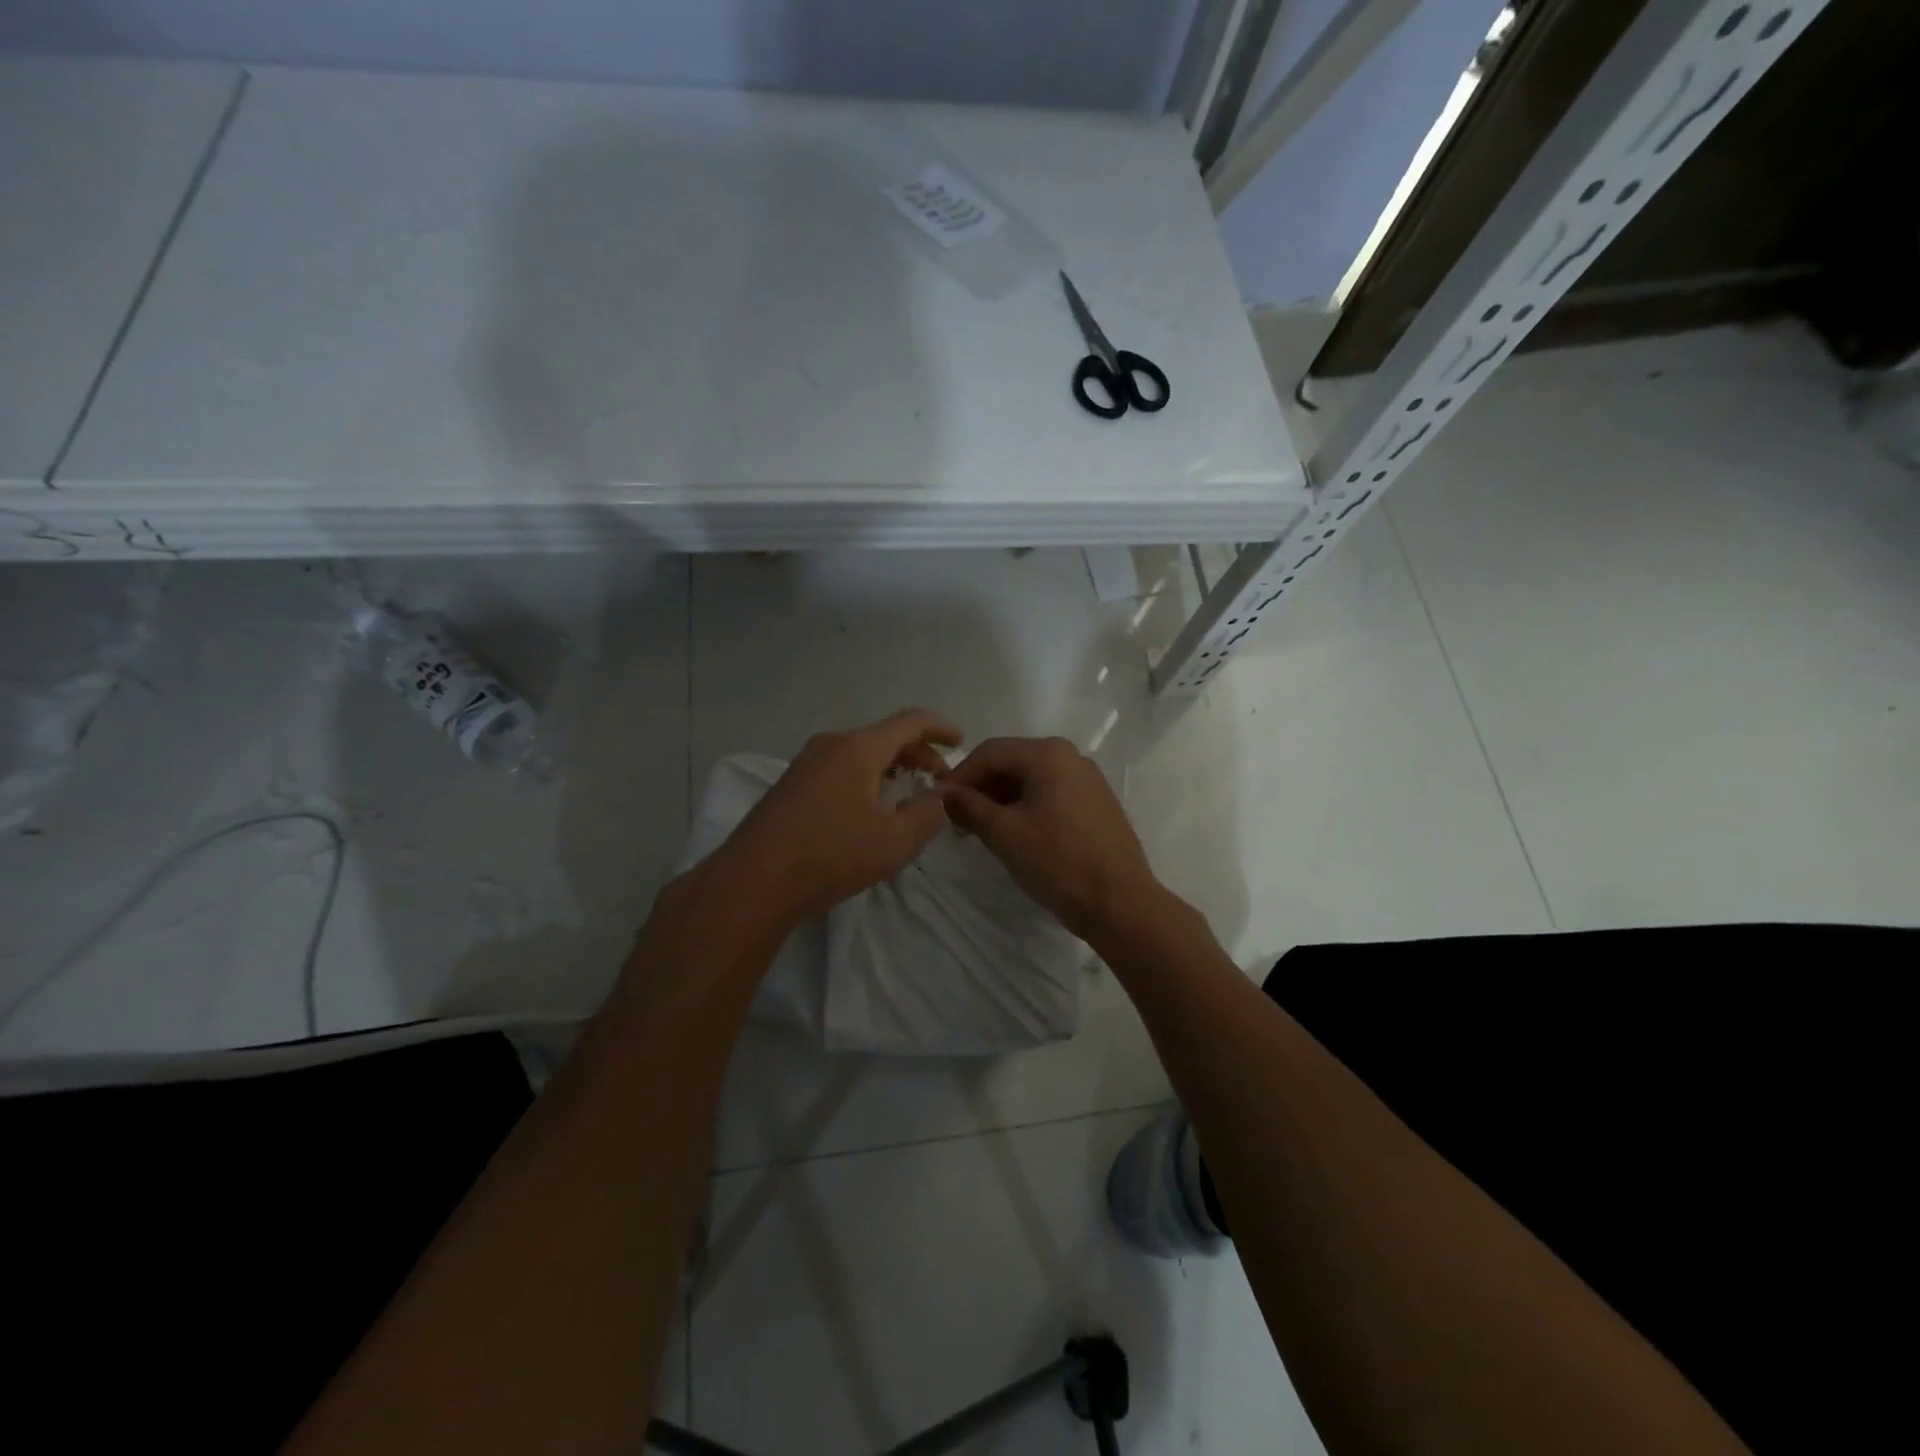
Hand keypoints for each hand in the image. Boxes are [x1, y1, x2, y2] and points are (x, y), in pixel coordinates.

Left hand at [713, 708, 961, 924]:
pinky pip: (840, 769)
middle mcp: (830, 745)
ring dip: (891, 768)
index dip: (940, 727)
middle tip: (940, 780)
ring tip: (909, 795)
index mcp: (858, 748)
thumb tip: (936, 798)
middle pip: (885, 736)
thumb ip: (927, 815)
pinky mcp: (791, 786)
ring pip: (860, 753)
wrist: (752, 883)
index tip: (961, 741)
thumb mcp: (894, 842)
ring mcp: (805, 764)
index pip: (910, 721)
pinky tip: (871, 810)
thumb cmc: (830, 857)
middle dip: (918, 753)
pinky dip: (867, 778)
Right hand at [941, 736, 1160, 943]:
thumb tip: (946, 794)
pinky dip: (1027, 806)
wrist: (1119, 903)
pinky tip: (1015, 833)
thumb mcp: (1004, 833)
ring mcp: (1088, 779)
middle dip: (981, 788)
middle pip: (1012, 762)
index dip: (960, 775)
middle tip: (958, 819)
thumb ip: (969, 807)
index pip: (990, 752)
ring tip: (982, 830)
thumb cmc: (1057, 862)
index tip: (939, 802)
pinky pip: (1052, 793)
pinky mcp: (1097, 802)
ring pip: (1032, 779)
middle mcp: (1071, 756)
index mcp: (1048, 754)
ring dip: (1002, 799)